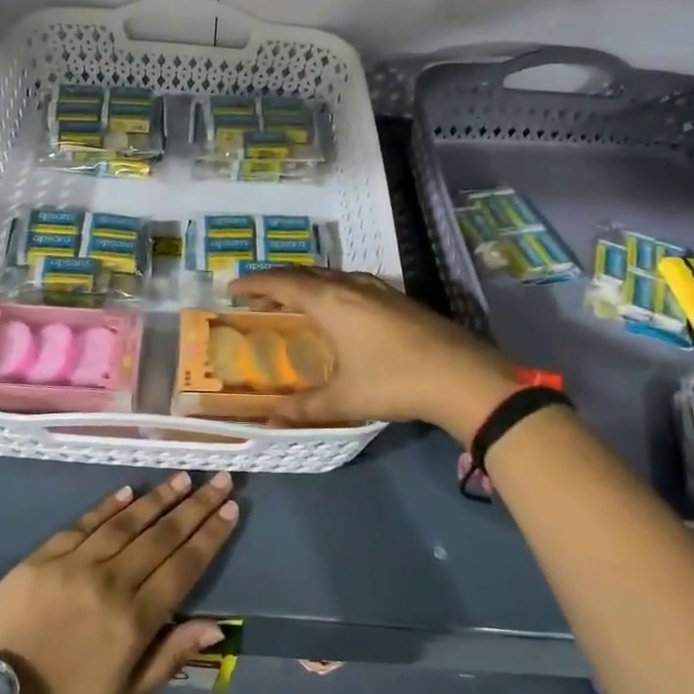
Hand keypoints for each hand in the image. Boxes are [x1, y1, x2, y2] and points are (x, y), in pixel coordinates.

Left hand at [0, 473, 237, 693]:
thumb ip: (170, 657)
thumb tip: (215, 626)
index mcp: (134, 619)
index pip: (183, 566)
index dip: (210, 536)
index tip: (231, 508)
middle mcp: (111, 581)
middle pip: (162, 535)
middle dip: (195, 506)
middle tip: (218, 479)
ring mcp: (76, 564)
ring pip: (126, 522)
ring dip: (158, 498)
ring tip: (182, 478)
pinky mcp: (44, 556)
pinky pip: (84, 523)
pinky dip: (108, 506)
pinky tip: (128, 491)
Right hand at [231, 267, 522, 441]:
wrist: (462, 375)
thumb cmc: (394, 382)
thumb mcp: (345, 399)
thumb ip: (306, 408)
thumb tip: (271, 421)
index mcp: (330, 301)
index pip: (281, 283)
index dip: (253, 284)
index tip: (231, 289)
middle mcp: (350, 285)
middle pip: (304, 273)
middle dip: (276, 282)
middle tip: (256, 297)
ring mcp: (377, 288)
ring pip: (330, 275)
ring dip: (305, 284)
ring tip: (291, 301)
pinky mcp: (396, 298)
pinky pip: (349, 282)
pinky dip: (328, 289)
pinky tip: (336, 309)